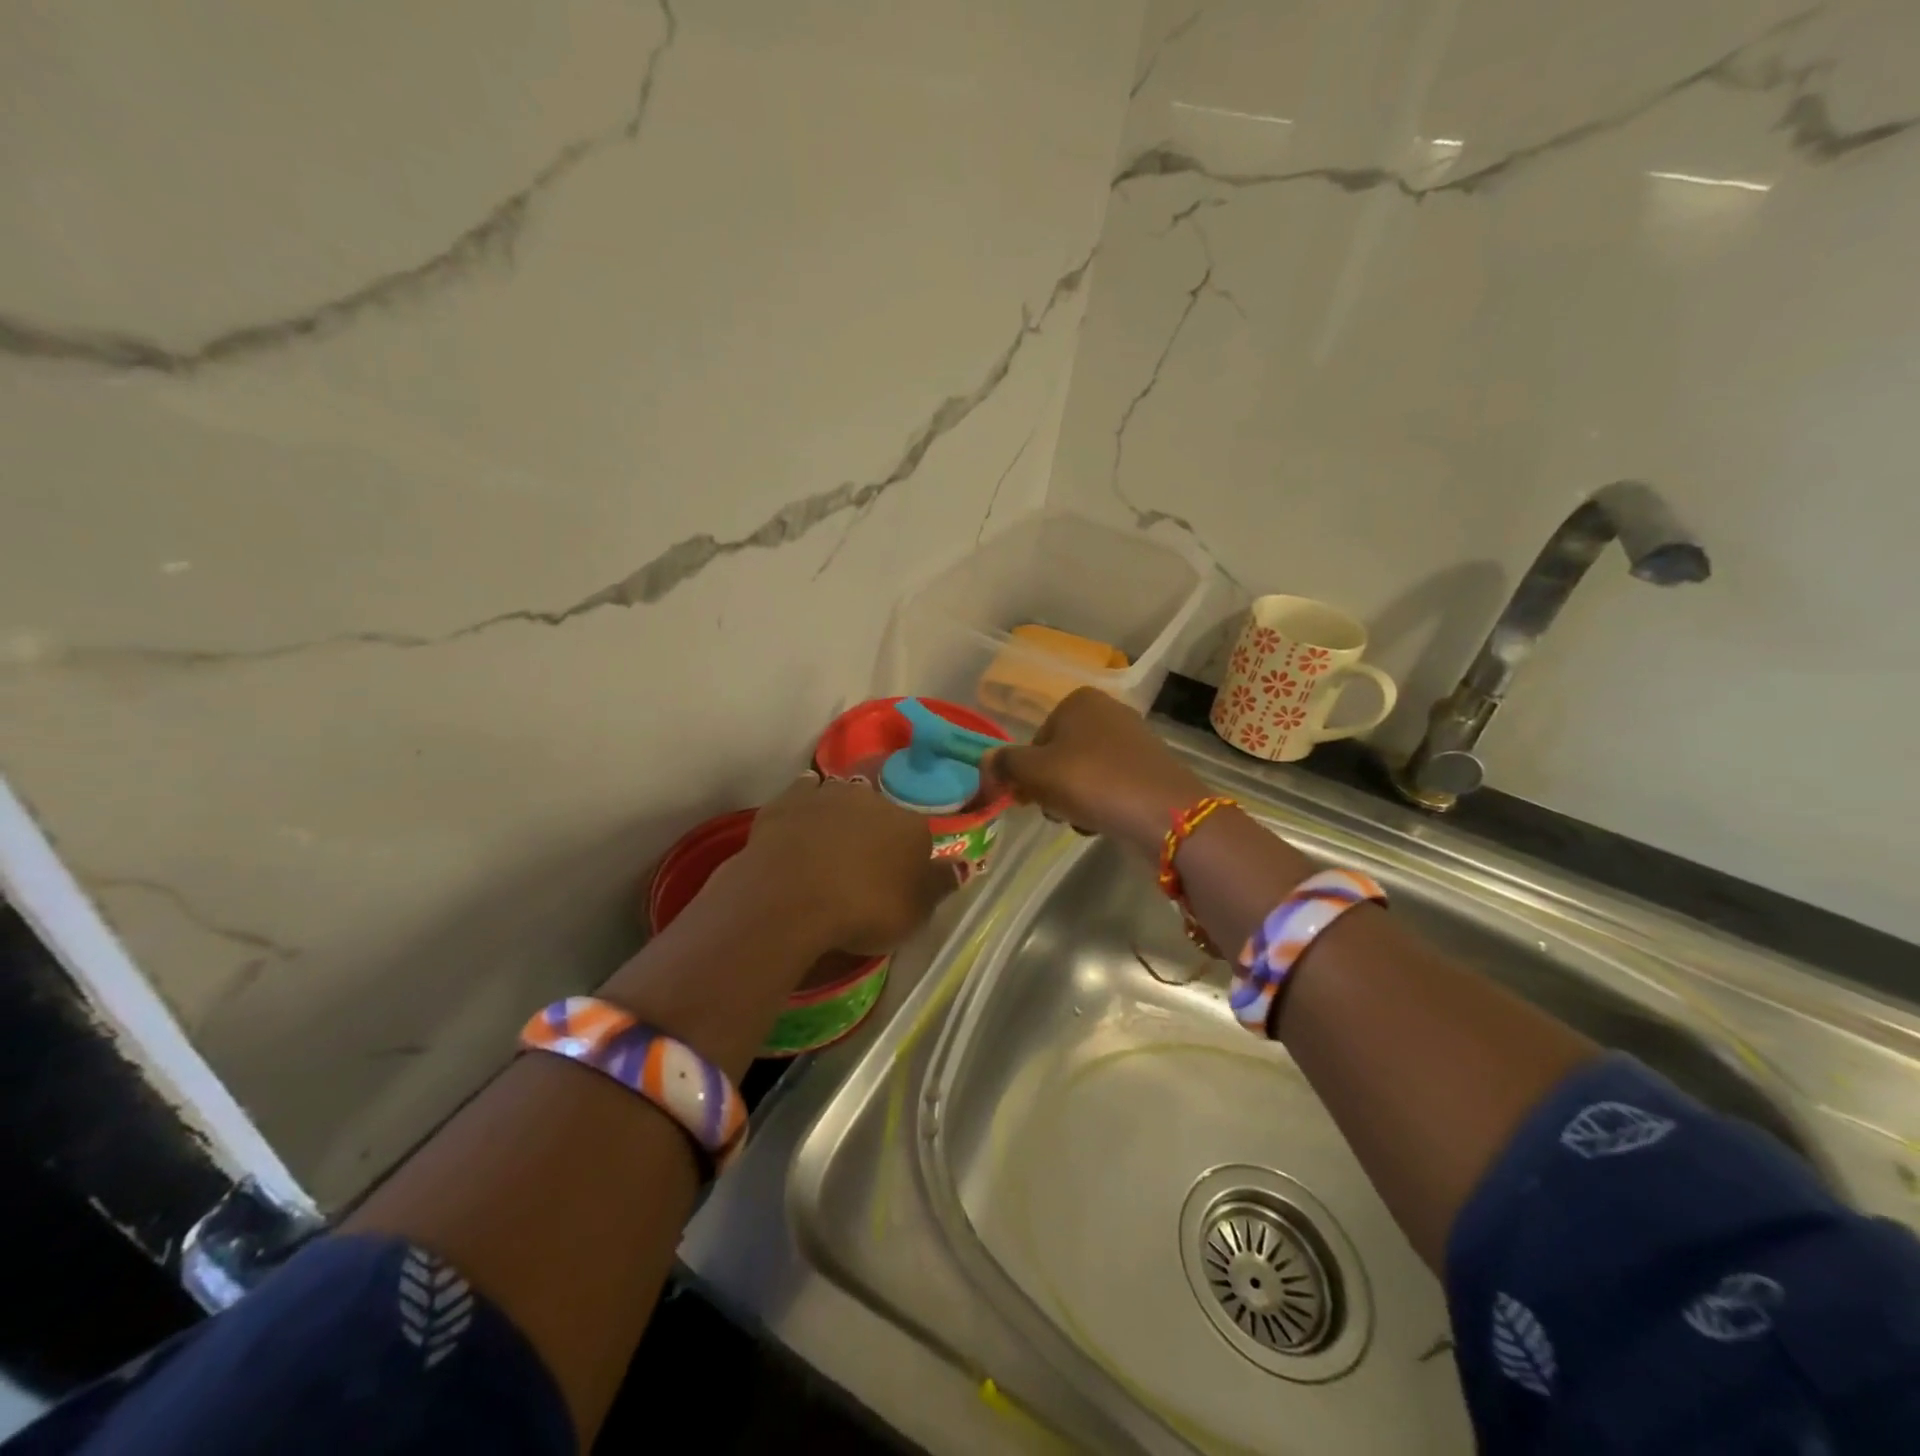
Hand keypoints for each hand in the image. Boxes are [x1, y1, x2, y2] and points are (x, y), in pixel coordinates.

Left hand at [737, 773, 957, 955]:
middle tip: (861, 859)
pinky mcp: (787, 802)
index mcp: (910, 825)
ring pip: (841, 794)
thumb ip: (940, 884)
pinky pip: (802, 793)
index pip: (917, 833)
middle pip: (879, 809)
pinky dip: (805, 804)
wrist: (791, 899)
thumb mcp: (915, 912)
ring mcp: (827, 795)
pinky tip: (801, 820)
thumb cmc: (863, 910)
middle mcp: (873, 799)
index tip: (897, 877)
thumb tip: (962, 865)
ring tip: (830, 840)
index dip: (907, 854)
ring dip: (839, 810)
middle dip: (873, 827)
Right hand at [983, 688, 1207, 852]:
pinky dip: (1101, 803)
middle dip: (1051, 787)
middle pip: (1059, 757)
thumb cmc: (1091, 781)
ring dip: (1074, 799)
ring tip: (1082, 819)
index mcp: (1079, 700)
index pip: (1035, 740)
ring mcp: (1133, 740)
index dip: (1026, 772)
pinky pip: (1110, 786)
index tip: (1028, 798)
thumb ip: (1003, 765)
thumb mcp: (1034, 772)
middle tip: (1056, 810)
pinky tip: (1104, 822)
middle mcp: (1108, 711)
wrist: (1164, 813)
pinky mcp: (1150, 769)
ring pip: (1083, 774)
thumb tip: (984, 763)